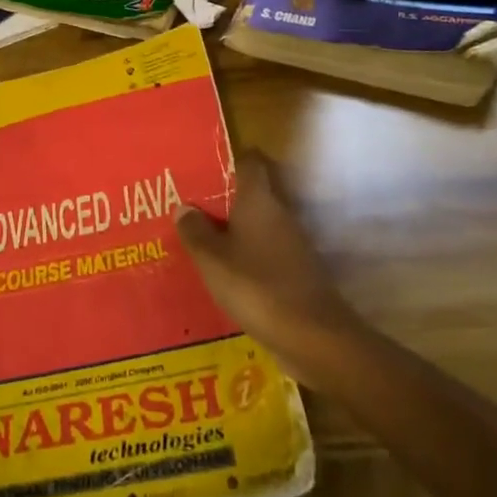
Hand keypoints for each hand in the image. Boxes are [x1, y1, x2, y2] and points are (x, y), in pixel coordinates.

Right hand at [174, 154, 364, 385]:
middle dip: (225, 200)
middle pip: (253, 194)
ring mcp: (292, 244)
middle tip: (191, 207)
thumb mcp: (213, 260)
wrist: (312, 336)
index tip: (206, 167)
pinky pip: (266, 252)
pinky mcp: (297, 271)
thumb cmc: (256, 286)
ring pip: (258, 225)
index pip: (251, 162)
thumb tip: (184, 206)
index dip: (231, 160)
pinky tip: (226, 273)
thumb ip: (195, 231)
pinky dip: (247, 256)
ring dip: (235, 230)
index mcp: (258, 200)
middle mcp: (279, 214)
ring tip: (201, 240)